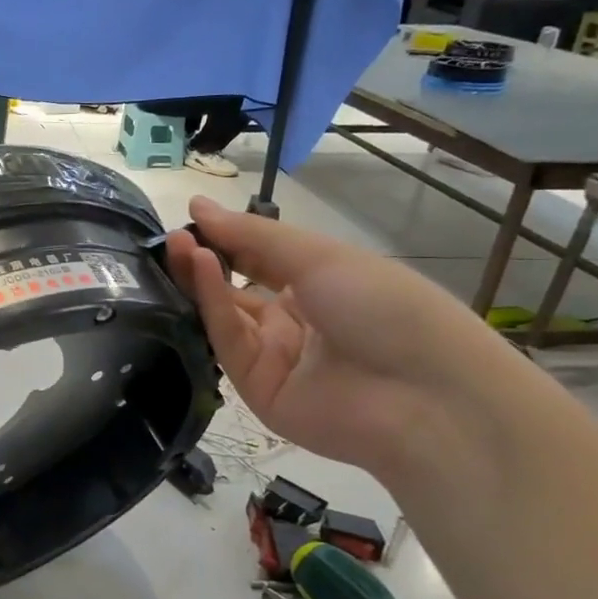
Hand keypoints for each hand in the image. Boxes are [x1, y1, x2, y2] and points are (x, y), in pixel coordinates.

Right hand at [164, 195, 524, 486]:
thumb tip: (197, 205)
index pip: (258, 263)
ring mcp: (274, 359)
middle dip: (205, 261)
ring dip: (201, 280)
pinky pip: (229, 342)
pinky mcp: (257, 390)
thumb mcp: (319, 256)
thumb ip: (252, 235)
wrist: (424, 393)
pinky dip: (212, 305)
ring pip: (225, 316)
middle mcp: (291, 323)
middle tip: (173, 237)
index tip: (192, 219)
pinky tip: (200, 267)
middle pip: (234, 291)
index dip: (226, 241)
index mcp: (316, 290)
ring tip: (178, 246)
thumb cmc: (383, 305)